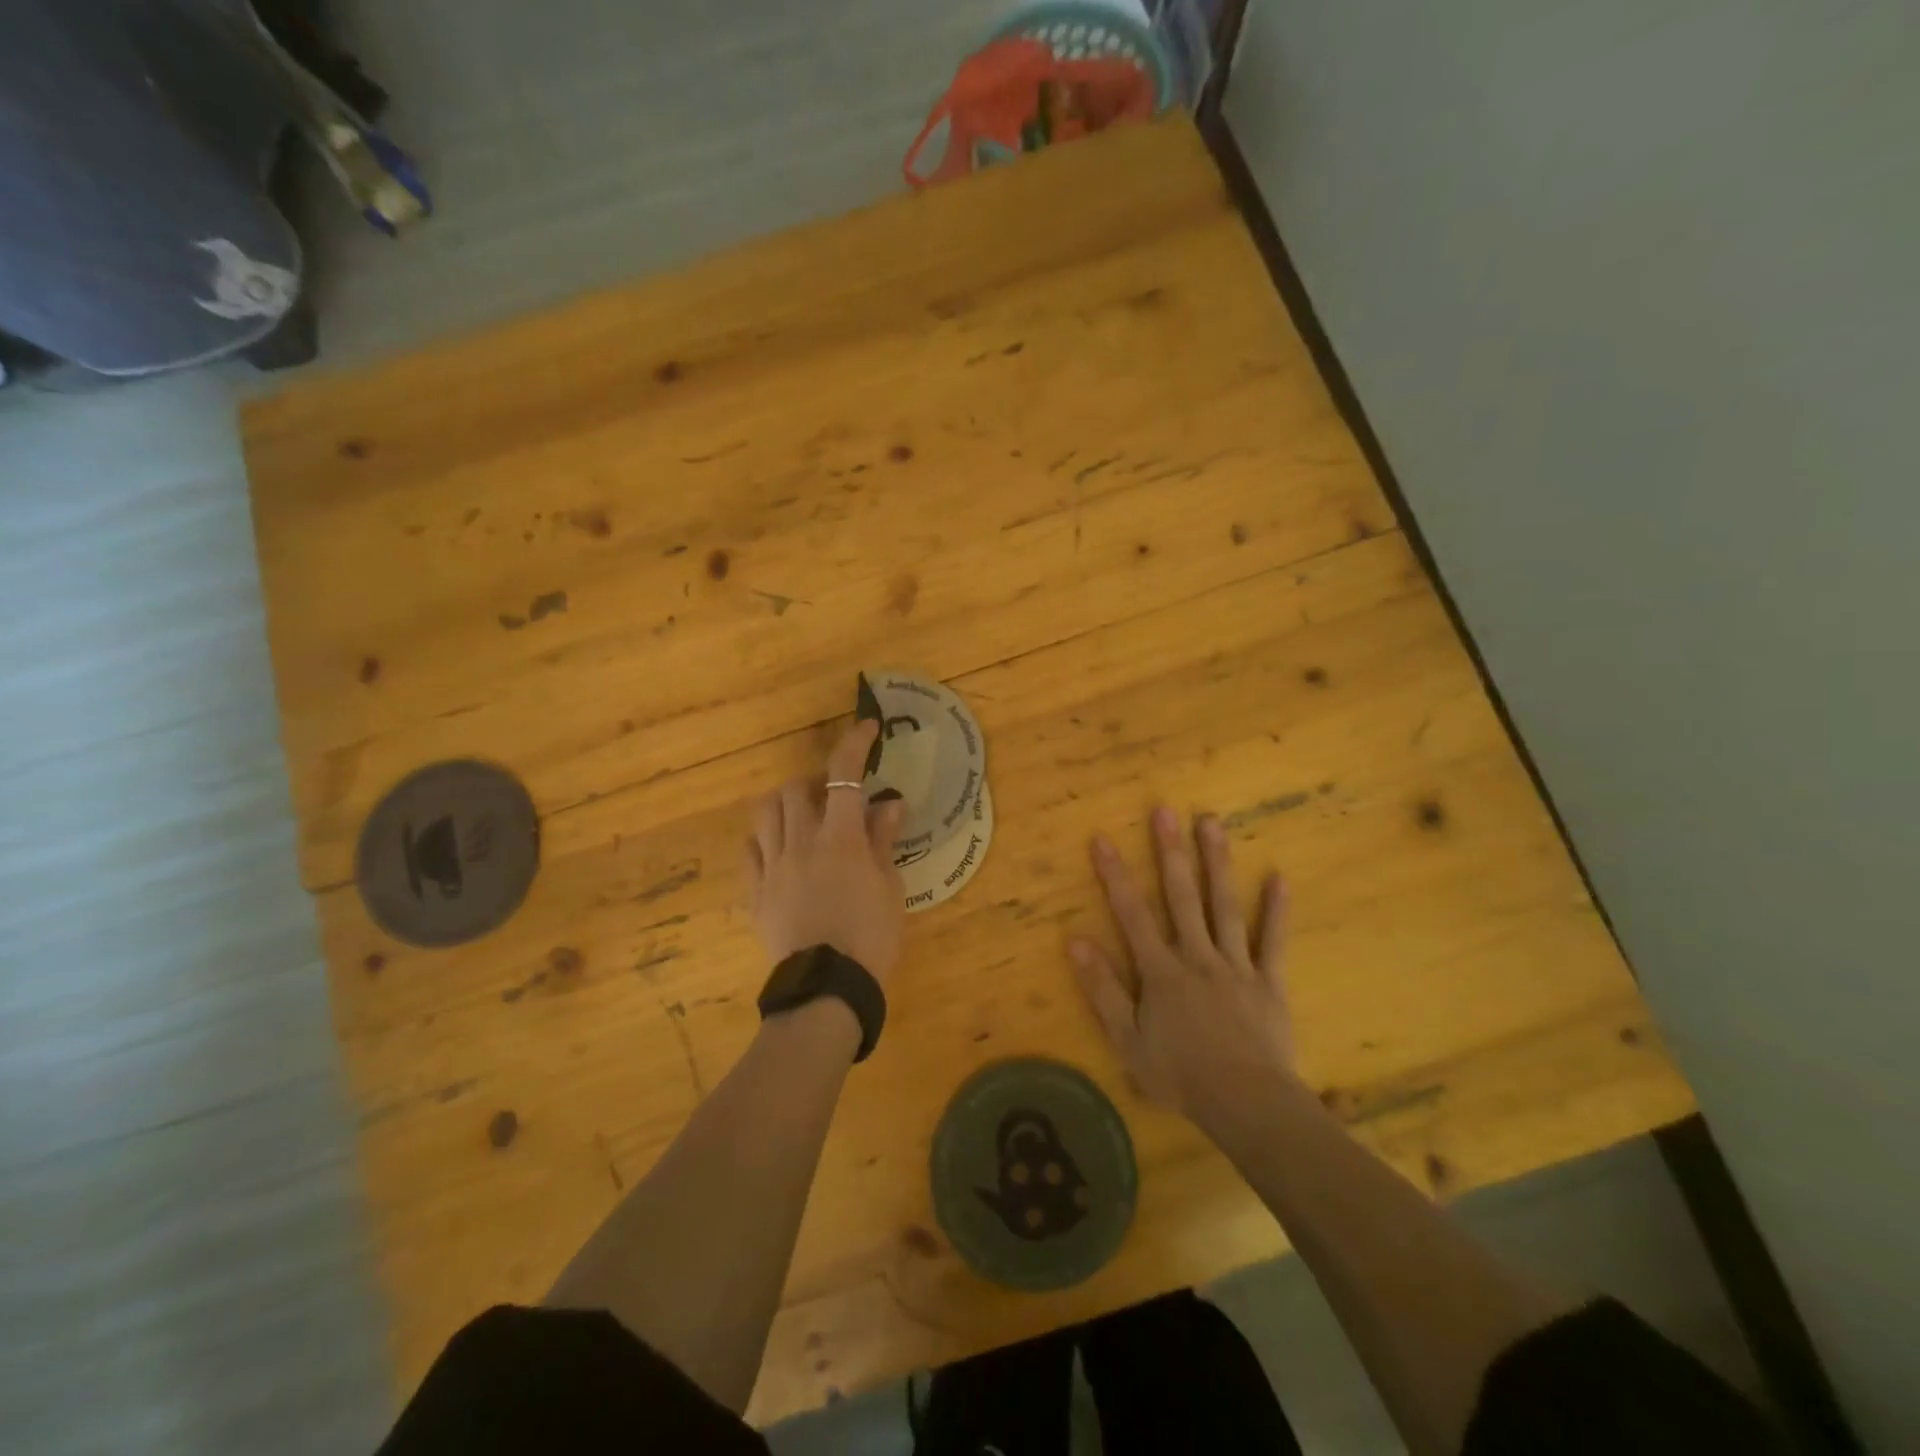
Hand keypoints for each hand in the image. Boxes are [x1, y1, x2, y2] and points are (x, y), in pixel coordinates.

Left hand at [746, 720, 905, 984]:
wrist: (827, 988)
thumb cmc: (871, 937)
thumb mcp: (889, 888)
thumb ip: (883, 841)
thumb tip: (887, 803)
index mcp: (839, 838)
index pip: (843, 775)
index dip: (854, 744)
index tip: (866, 729)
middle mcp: (799, 842)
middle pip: (793, 788)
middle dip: (813, 783)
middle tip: (833, 799)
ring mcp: (772, 867)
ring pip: (764, 813)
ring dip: (784, 805)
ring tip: (802, 819)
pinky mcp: (755, 892)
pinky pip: (750, 851)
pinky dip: (764, 839)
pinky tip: (779, 850)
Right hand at [1071, 806, 1297, 1124]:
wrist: (1246, 1105)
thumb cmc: (1180, 1076)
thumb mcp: (1127, 1039)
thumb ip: (1102, 988)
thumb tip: (1076, 940)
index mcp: (1161, 971)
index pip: (1132, 914)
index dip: (1115, 876)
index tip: (1103, 839)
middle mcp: (1197, 956)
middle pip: (1182, 897)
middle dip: (1171, 852)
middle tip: (1165, 811)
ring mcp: (1236, 965)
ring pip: (1225, 906)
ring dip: (1217, 863)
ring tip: (1212, 823)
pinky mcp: (1269, 982)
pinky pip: (1272, 942)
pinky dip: (1275, 910)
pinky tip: (1279, 877)